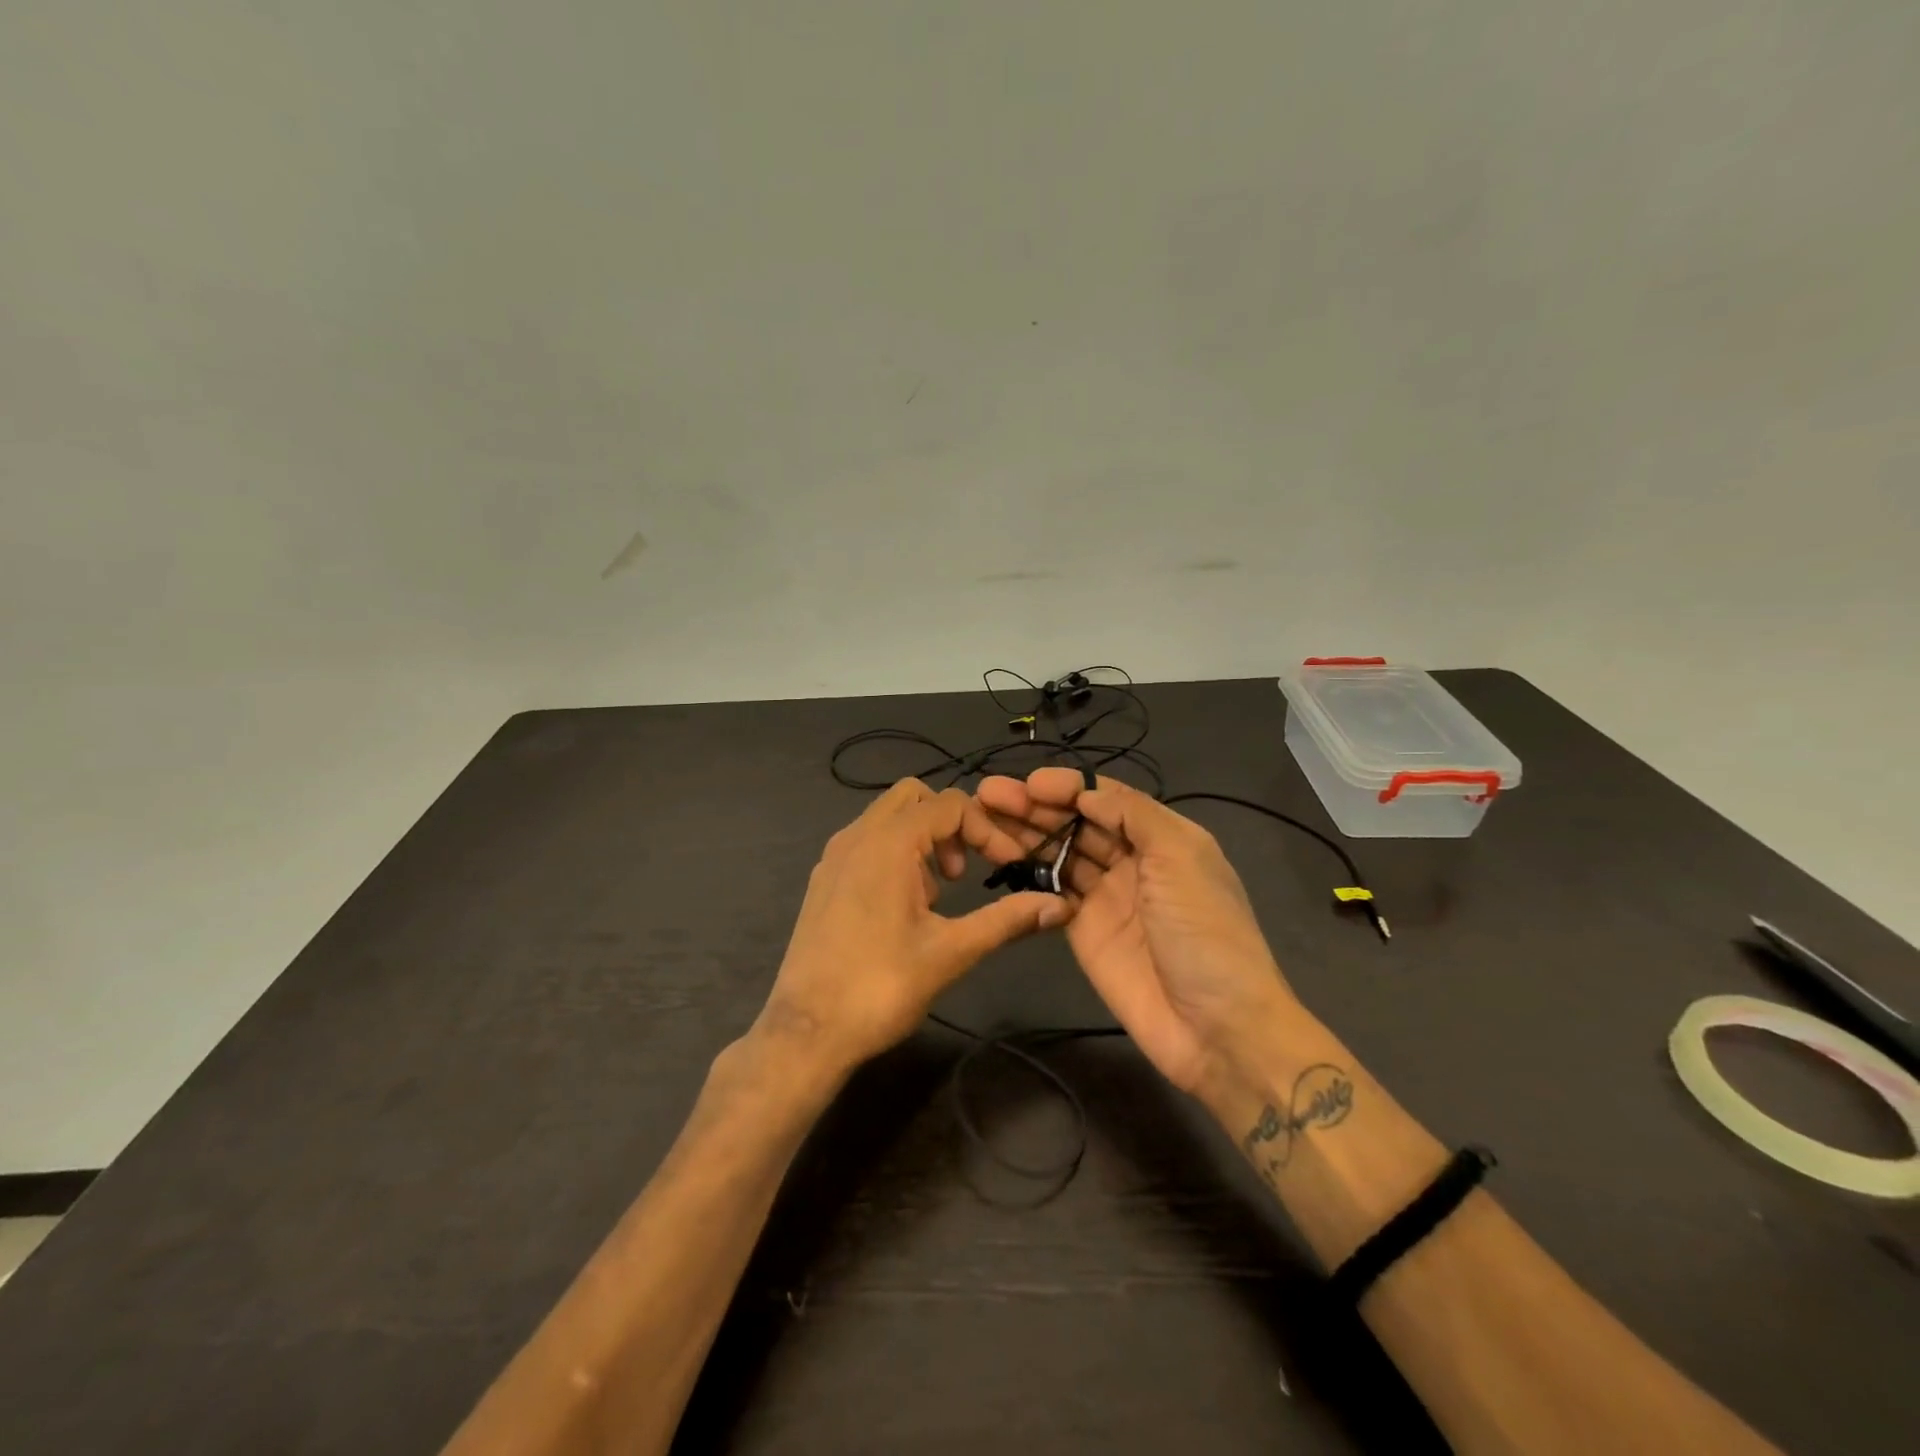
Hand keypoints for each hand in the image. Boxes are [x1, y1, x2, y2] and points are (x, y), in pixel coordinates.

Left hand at [757, 779, 1072, 1076]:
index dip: (988, 830)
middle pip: (915, 797)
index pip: (951, 804)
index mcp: (888, 843)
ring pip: (888, 818)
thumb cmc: (881, 987)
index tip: (1010, 866)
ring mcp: (834, 856)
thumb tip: (1059, 905)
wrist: (807, 1032)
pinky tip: (903, 907)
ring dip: (923, 840)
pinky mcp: (823, 878)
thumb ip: (1006, 919)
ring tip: (937, 895)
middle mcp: (857, 835)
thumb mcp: (951, 952)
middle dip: (950, 824)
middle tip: (965, 871)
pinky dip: (895, 854)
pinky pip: (867, 842)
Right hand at [975, 768, 1296, 1100]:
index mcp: (1162, 836)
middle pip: (1076, 822)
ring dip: (1025, 834)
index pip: (1106, 798)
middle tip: (989, 794)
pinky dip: (1028, 873)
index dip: (1068, 786)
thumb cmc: (1204, 931)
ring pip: (1059, 853)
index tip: (1029, 783)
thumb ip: (1133, 815)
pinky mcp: (1083, 930)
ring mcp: (1106, 896)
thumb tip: (1087, 792)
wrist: (1216, 1027)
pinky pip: (1052, 891)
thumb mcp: (1182, 858)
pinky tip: (1000, 858)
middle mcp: (1132, 859)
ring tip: (982, 819)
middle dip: (1036, 806)